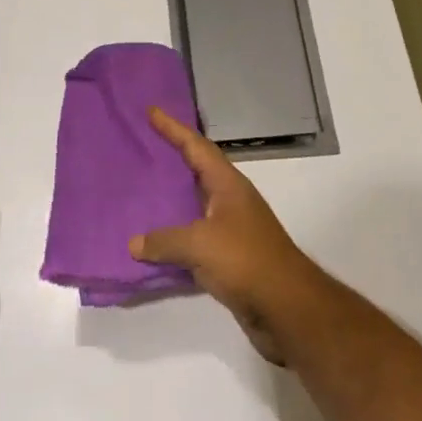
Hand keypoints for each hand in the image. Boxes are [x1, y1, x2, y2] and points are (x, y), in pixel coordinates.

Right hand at [129, 109, 322, 362]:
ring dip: (170, 198)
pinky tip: (152, 242)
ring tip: (139, 190)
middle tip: (141, 146)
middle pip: (196, 170)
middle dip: (170, 158)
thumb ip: (165, 240)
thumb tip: (134, 244)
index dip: (173, 128)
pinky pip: (193, 237)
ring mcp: (230, 229)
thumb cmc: (246, 261)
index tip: (151, 111)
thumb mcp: (200, 244)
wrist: (287, 309)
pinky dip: (173, 235)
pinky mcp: (228, 257)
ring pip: (193, 205)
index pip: (196, 147)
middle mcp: (230, 201)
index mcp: (227, 185)